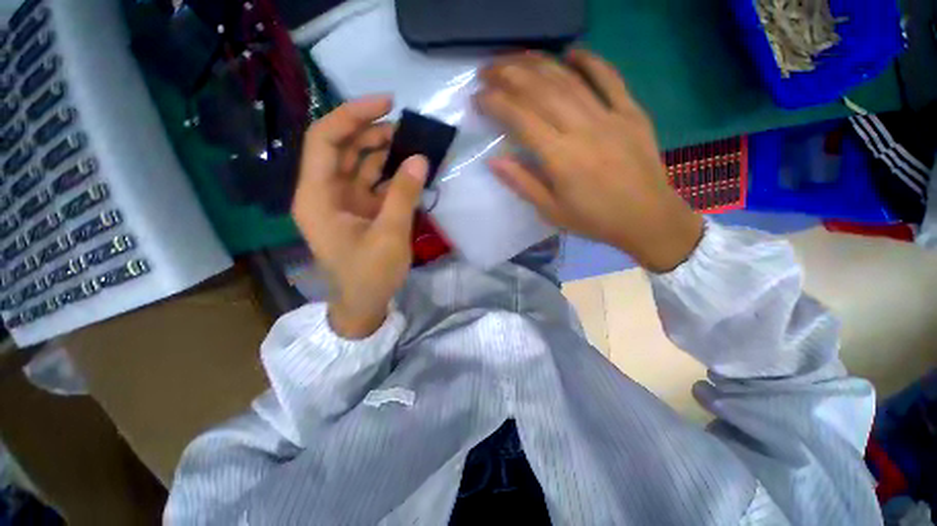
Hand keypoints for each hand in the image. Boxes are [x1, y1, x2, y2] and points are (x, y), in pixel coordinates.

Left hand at [292, 96, 426, 338]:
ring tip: (413, 146)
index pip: (325, 140)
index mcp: (317, 197)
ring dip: (384, 152)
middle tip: (408, 130)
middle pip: (343, 148)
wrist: (364, 305)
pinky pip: (373, 183)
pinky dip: (391, 175)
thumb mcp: (390, 235)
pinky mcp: (360, 211)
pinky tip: (411, 170)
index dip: (352, 115)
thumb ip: (403, 195)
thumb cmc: (370, 275)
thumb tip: (421, 159)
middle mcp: (325, 193)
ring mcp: (343, 202)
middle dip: (373, 133)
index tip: (387, 103)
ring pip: (359, 164)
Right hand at [477, 50, 703, 272]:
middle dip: (509, 75)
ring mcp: (610, 116)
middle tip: (487, 69)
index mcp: (561, 158)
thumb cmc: (594, 220)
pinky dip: (590, 61)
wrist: (647, 218)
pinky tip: (571, 51)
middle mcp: (582, 129)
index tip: (477, 97)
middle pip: (541, 91)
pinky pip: (610, 78)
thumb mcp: (551, 211)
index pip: (521, 120)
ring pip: (569, 80)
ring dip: (539, 64)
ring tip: (515, 58)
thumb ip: (522, 184)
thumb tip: (494, 161)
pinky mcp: (631, 112)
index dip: (496, 103)